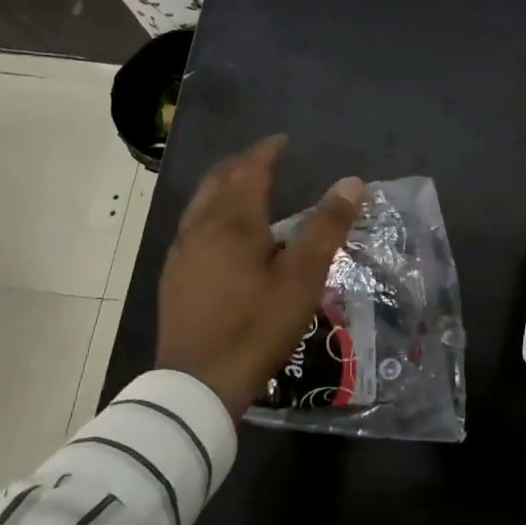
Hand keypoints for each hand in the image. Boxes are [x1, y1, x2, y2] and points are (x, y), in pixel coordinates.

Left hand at [157, 135, 366, 418]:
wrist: (198, 383)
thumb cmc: (256, 325)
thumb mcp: (302, 277)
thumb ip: (326, 227)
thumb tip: (351, 183)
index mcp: (233, 222)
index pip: (249, 170)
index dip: (266, 152)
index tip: (282, 141)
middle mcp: (201, 227)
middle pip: (219, 181)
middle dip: (241, 164)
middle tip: (265, 159)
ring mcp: (181, 252)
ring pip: (201, 203)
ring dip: (224, 187)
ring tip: (245, 189)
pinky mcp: (174, 275)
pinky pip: (193, 226)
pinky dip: (211, 212)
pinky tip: (221, 234)